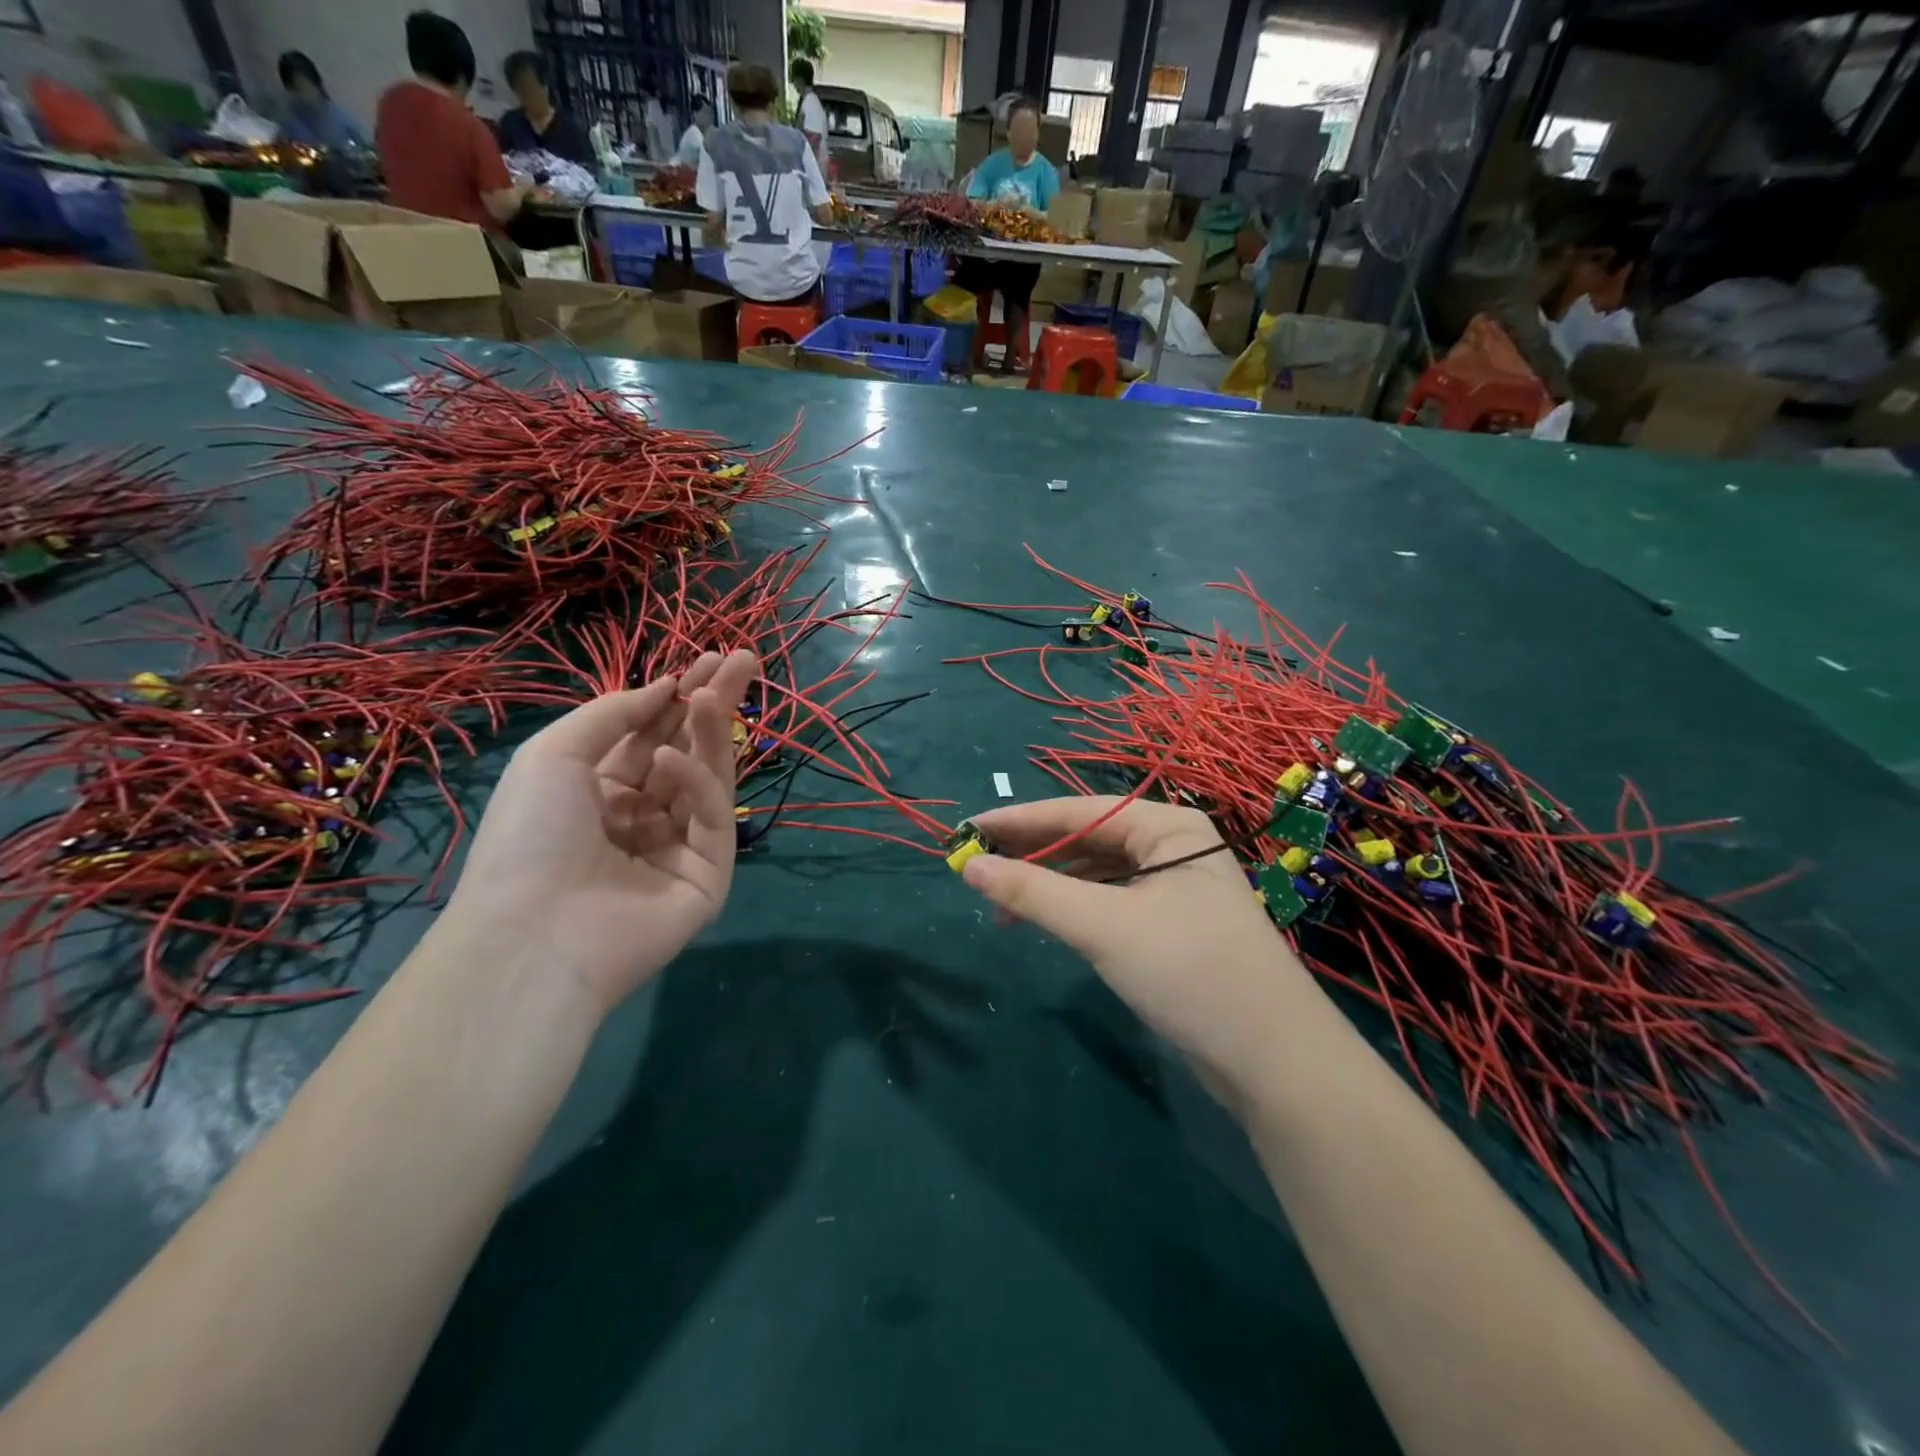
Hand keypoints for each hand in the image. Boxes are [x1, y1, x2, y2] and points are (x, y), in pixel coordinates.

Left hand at [446, 650, 759, 1016]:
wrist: (533, 933)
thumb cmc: (529, 836)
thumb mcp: (555, 755)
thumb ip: (614, 713)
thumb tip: (666, 686)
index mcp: (602, 792)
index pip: (652, 735)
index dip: (678, 696)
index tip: (709, 658)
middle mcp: (643, 815)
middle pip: (689, 749)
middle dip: (714, 703)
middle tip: (744, 659)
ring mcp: (679, 846)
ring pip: (707, 778)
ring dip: (710, 732)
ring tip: (712, 693)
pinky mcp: (709, 875)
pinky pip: (709, 818)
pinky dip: (697, 784)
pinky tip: (672, 760)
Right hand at [959, 797, 1314, 1108]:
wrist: (1274, 1063)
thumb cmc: (1189, 972)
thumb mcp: (1103, 927)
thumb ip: (1033, 893)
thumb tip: (969, 866)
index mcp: (1168, 827)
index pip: (1079, 811)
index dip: (1019, 820)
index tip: (969, 829)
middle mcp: (1173, 848)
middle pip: (1089, 839)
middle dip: (1033, 853)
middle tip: (977, 865)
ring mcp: (1175, 889)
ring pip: (1098, 874)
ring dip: (1050, 885)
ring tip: (999, 905)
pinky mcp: (1173, 928)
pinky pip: (1111, 903)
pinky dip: (1074, 910)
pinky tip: (1044, 923)